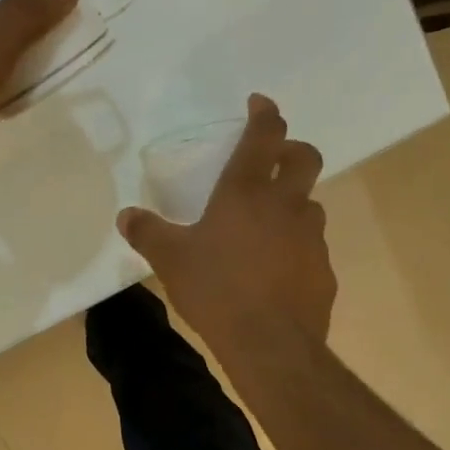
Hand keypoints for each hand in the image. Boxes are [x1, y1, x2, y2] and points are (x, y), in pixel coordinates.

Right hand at [117, 94, 335, 356]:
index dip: (265, 112)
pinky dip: (297, 246)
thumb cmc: (217, 290)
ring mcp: (311, 237)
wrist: (271, 345)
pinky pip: (312, 246)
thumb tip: (125, 216)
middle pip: (306, 157)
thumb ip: (147, 233)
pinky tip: (277, 270)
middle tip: (275, 158)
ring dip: (294, 203)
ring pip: (310, 204)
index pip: (265, 135)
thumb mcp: (171, 260)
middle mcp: (286, 204)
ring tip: (268, 224)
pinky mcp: (324, 269)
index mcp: (246, 191)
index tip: (259, 103)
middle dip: (293, 149)